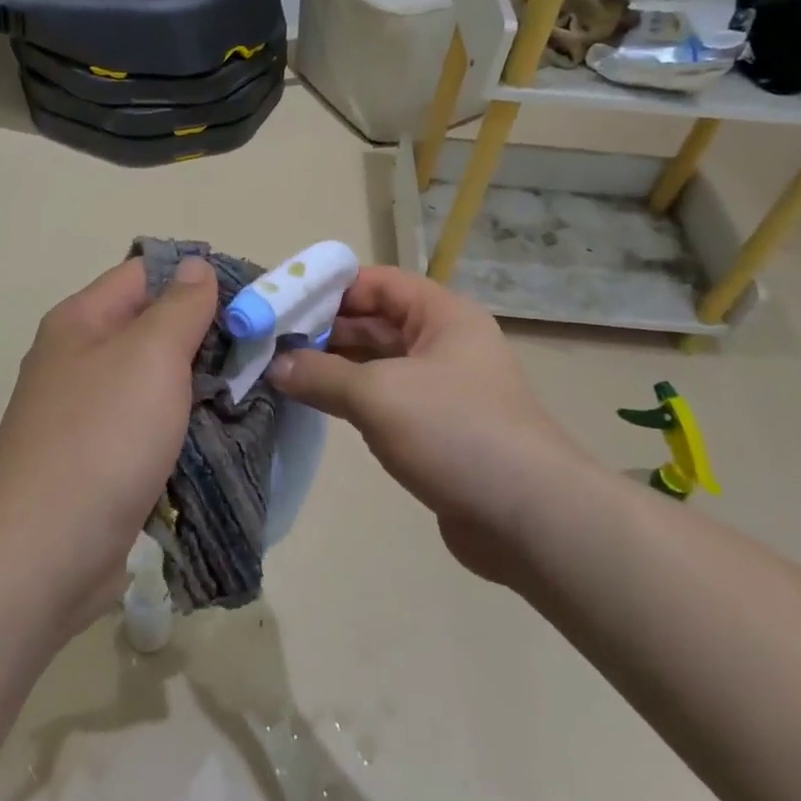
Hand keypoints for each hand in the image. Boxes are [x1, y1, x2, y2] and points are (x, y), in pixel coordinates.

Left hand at [0, 255, 219, 632]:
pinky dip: (183, 425)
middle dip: (206, 335)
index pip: (146, 273)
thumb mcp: (150, 355)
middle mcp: (78, 359)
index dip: (198, 277)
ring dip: (199, 383)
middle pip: (151, 327)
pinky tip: (221, 432)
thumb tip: (197, 266)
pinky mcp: (98, 459)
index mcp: (81, 321)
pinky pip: (149, 426)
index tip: (253, 297)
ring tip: (253, 388)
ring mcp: (86, 413)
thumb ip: (181, 307)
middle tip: (263, 348)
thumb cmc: (102, 437)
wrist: (45, 552)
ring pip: (154, 380)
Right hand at [268, 267, 596, 583]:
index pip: (378, 282)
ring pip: (379, 362)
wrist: (529, 517)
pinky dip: (353, 398)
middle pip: (376, 321)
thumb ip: (322, 375)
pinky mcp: (438, 428)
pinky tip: (318, 405)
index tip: (282, 304)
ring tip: (282, 372)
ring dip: (335, 366)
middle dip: (326, 330)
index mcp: (443, 315)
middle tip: (272, 343)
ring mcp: (444, 387)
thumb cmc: (455, 432)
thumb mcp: (379, 394)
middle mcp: (445, 343)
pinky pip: (387, 399)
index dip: (330, 289)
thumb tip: (275, 366)